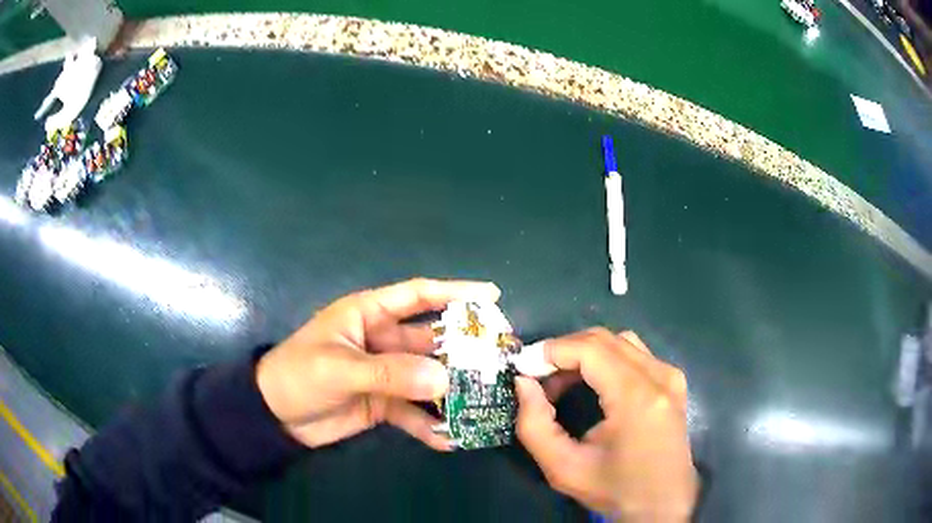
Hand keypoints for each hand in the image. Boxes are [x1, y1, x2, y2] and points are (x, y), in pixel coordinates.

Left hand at [256, 278, 500, 449]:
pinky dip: (429, 425)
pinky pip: (413, 412)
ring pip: (427, 379)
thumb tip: (444, 379)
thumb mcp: (338, 369)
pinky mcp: (383, 403)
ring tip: (483, 405)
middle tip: (499, 361)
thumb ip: (389, 373)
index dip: (455, 292)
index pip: (417, 295)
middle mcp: (382, 341)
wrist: (274, 417)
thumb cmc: (297, 375)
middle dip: (463, 351)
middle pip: (430, 341)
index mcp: (368, 315)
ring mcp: (385, 374)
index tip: (492, 296)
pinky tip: (449, 440)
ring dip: (451, 392)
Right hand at [515, 329, 697, 519]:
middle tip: (538, 379)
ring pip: (618, 341)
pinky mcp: (673, 380)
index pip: (590, 349)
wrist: (663, 503)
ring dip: (584, 354)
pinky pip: (633, 353)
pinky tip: (593, 385)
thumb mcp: (563, 468)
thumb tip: (523, 383)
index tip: (523, 368)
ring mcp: (670, 375)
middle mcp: (659, 376)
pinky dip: (605, 359)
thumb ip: (534, 425)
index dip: (551, 351)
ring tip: (563, 384)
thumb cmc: (615, 489)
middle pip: (603, 339)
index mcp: (637, 398)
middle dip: (564, 352)